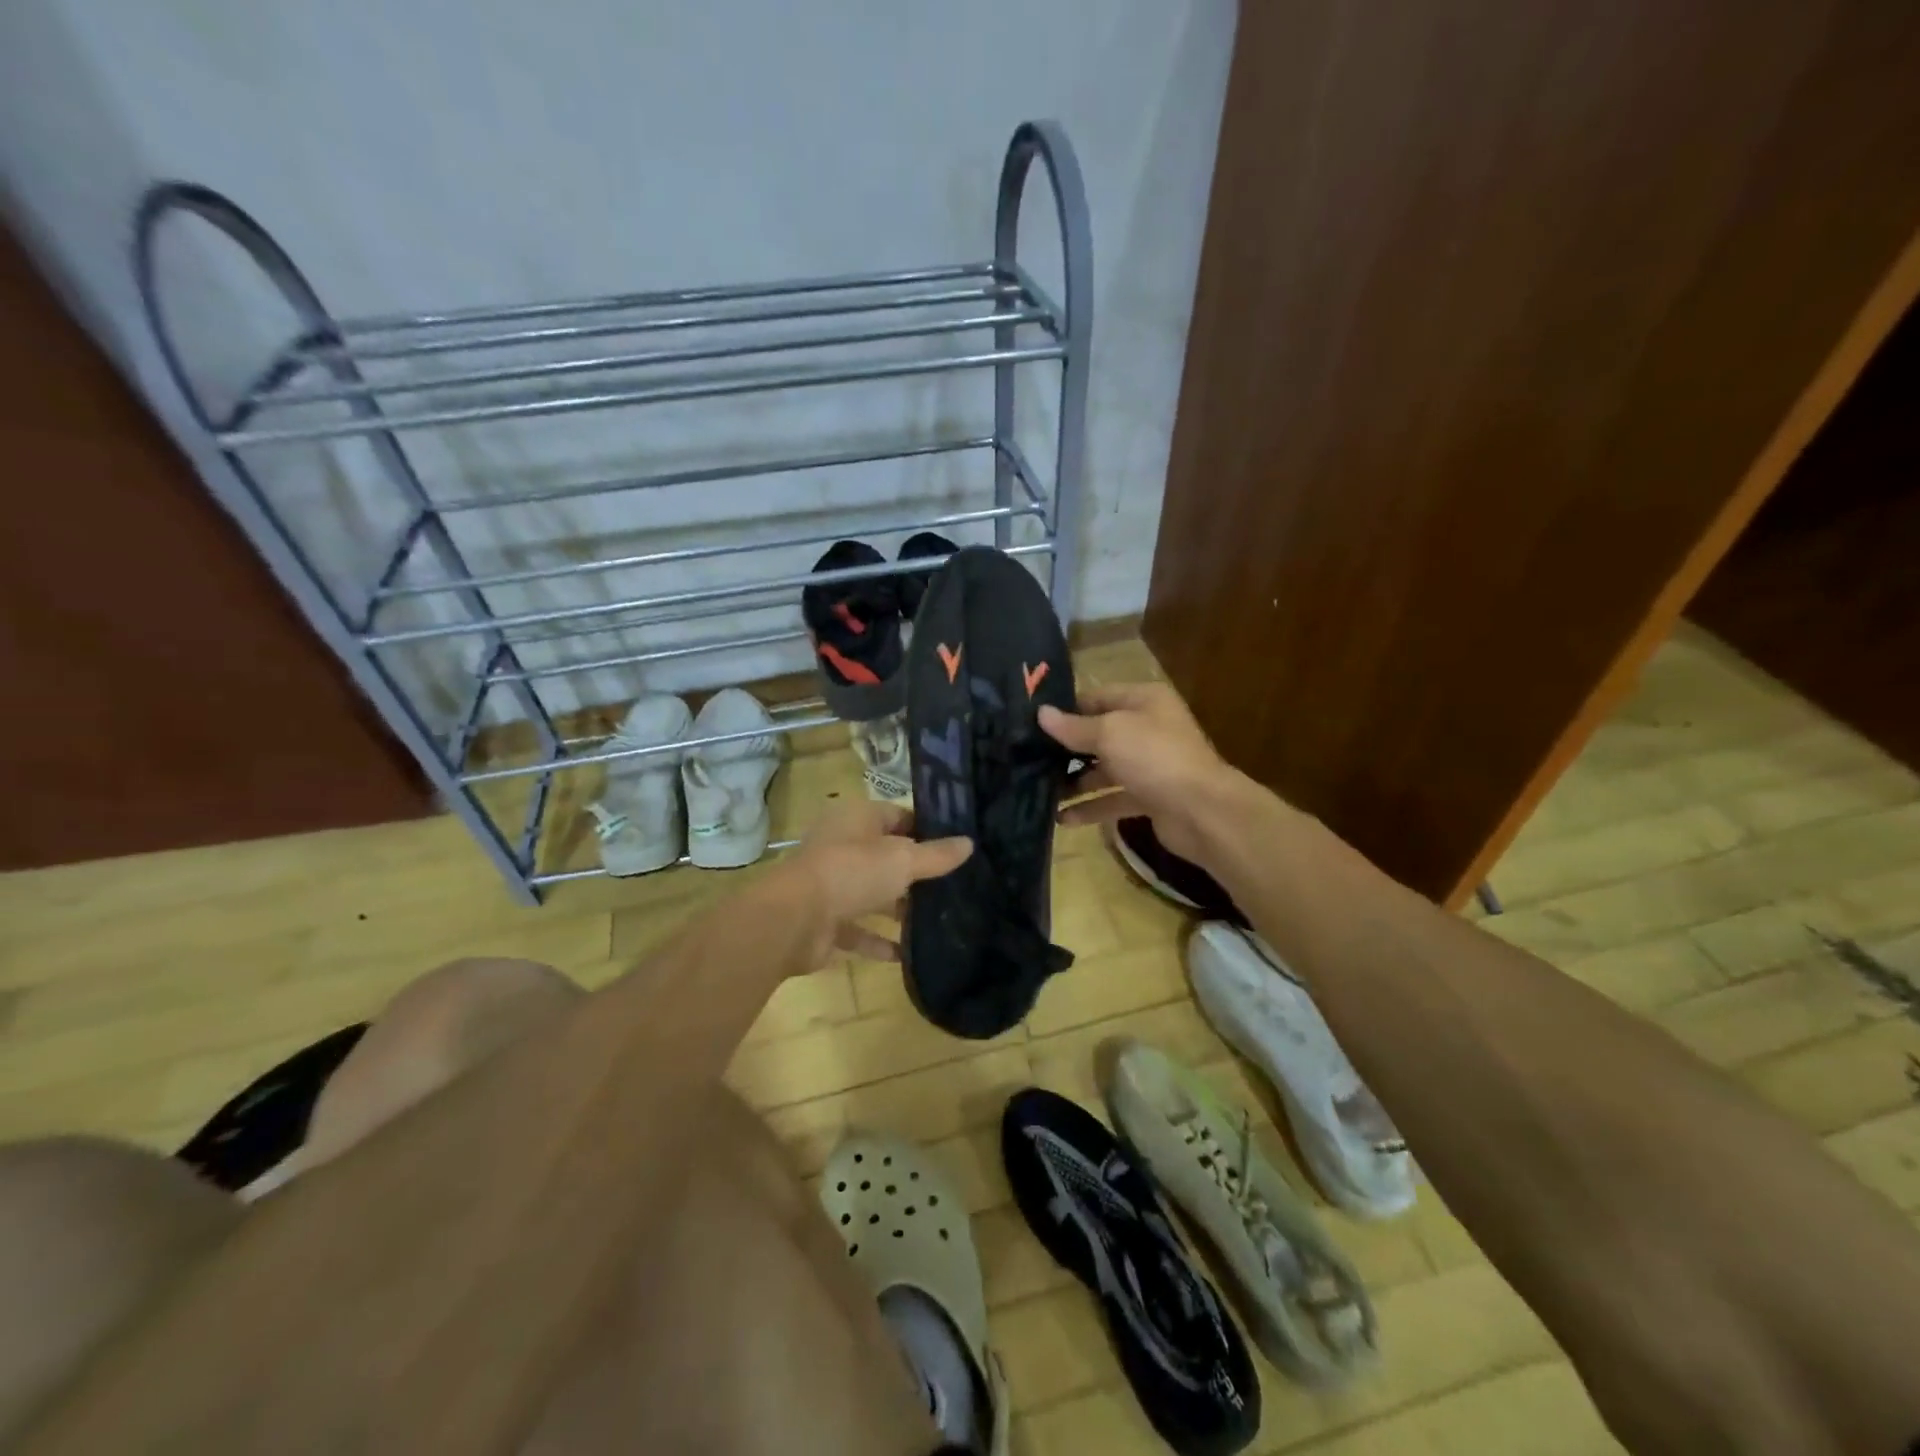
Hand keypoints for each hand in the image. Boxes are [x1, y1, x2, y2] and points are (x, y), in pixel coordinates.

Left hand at [778, 801, 971, 966]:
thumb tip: (969, 843)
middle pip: (885, 856)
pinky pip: (858, 929)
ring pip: (872, 893)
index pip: (898, 816)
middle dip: (915, 873)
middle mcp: (842, 847)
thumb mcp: (902, 859)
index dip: (926, 829)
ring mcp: (831, 885)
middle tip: (955, 885)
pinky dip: (879, 941)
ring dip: (899, 908)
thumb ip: (936, 855)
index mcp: (857, 819)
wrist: (794, 920)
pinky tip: (908, 954)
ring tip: (940, 920)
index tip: (957, 846)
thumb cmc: (851, 872)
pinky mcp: (825, 921)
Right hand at [1039, 681, 1231, 863]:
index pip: (1097, 698)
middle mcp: (1148, 728)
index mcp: (1144, 701)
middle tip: (1028, 759)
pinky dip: (1090, 807)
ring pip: (1104, 770)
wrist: (1202, 811)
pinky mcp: (1149, 797)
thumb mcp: (1109, 733)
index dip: (1066, 709)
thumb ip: (1073, 727)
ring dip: (1075, 781)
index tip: (1032, 723)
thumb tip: (1041, 714)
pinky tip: (1062, 818)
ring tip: (1040, 791)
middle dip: (1066, 749)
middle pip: (1099, 735)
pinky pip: (1113, 799)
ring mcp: (1150, 765)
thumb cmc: (1154, 757)